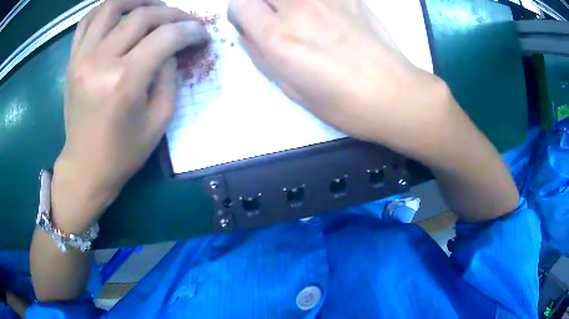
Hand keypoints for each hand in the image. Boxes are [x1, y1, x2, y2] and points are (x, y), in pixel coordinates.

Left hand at [52, 0, 208, 232]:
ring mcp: (82, 57)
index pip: (166, 37)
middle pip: (142, 15)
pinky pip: (88, 20)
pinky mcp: (72, 60)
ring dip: (138, 0)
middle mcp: (100, 61)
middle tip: (183, 22)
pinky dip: (107, 9)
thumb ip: (169, 75)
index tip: (202, 34)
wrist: (85, 167)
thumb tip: (172, 47)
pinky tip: (121, 12)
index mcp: (124, 82)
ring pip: (112, 6)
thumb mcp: (159, 120)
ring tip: (153, 7)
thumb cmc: (123, 152)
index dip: (191, 30)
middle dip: (171, 13)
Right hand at [228, 0, 452, 152]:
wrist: (395, 95)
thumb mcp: (290, 89)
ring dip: (287, 1)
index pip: (239, 4)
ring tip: (300, 16)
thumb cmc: (343, 104)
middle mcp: (299, 10)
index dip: (240, 14)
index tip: (250, 24)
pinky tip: (325, 13)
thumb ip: (262, 56)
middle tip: (273, 17)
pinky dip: (314, 1)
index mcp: (280, 39)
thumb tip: (248, 34)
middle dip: (261, 3)